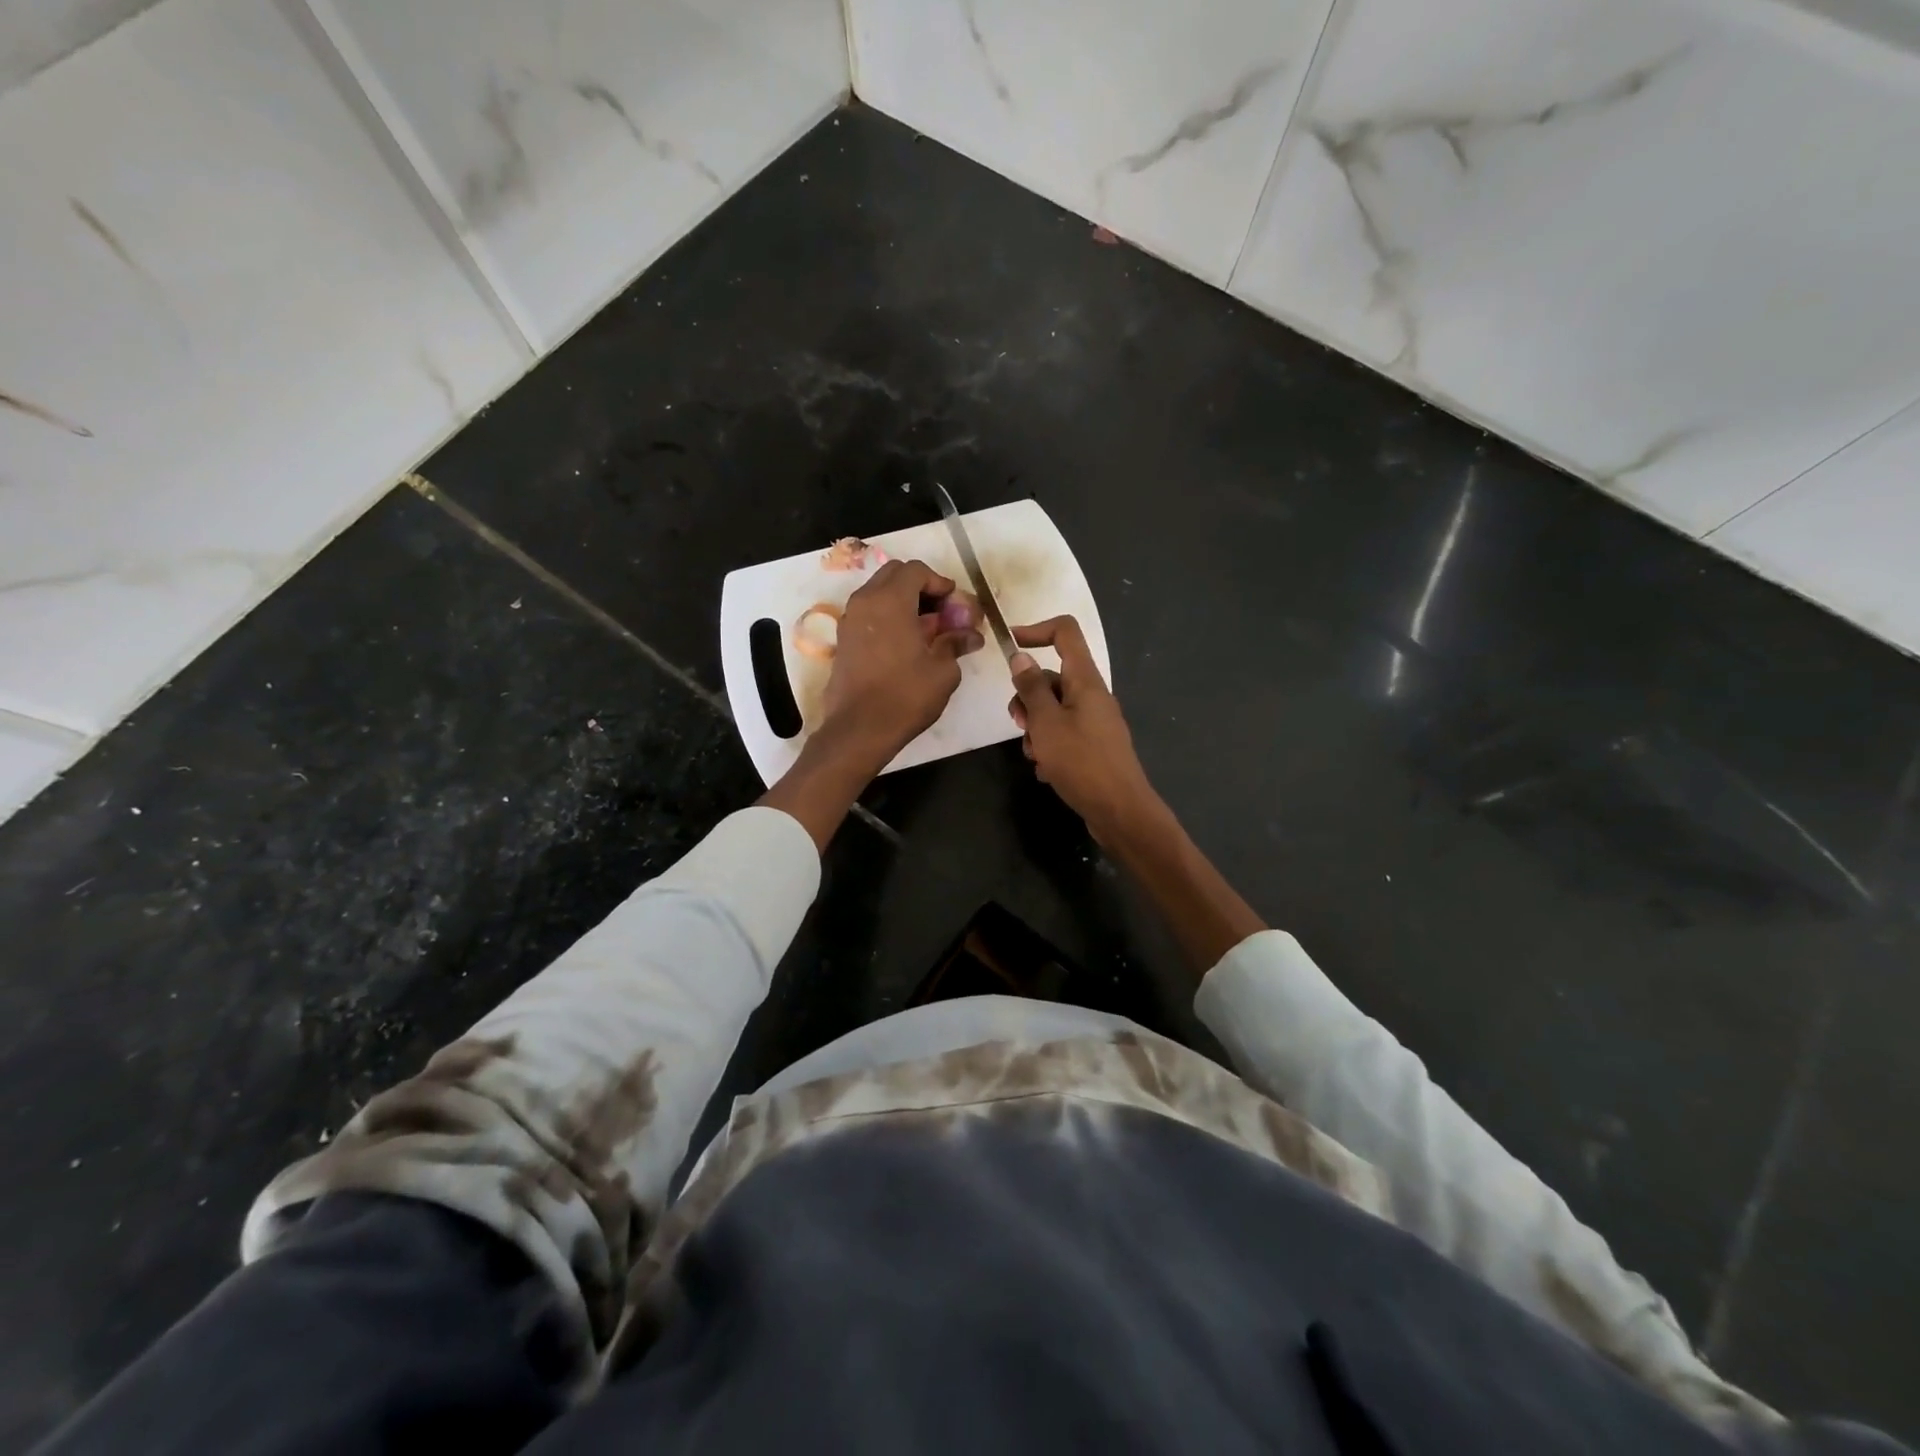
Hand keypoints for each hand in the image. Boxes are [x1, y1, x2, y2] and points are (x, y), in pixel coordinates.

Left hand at [819, 559, 982, 770]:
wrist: (859, 729)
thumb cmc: (905, 696)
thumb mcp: (943, 671)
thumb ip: (956, 644)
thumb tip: (972, 636)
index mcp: (890, 600)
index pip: (916, 570)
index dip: (940, 582)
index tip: (955, 604)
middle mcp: (865, 602)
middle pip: (894, 575)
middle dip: (920, 587)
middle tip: (941, 612)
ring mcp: (849, 620)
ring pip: (878, 593)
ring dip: (903, 601)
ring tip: (925, 629)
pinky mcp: (843, 640)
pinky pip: (868, 613)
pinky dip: (887, 617)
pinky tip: (905, 643)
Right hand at [1006, 616, 1158, 841]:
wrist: (1119, 811)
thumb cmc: (1081, 762)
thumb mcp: (1046, 723)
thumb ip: (1031, 689)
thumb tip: (1021, 657)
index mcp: (1086, 681)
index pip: (1065, 633)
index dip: (1036, 631)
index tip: (1010, 646)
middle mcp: (1093, 696)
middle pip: (1052, 678)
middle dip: (1028, 698)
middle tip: (1019, 723)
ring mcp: (1095, 722)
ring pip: (1054, 710)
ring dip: (1036, 728)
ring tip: (1035, 755)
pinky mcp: (1094, 747)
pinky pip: (1064, 735)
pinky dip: (1050, 747)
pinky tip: (1047, 771)